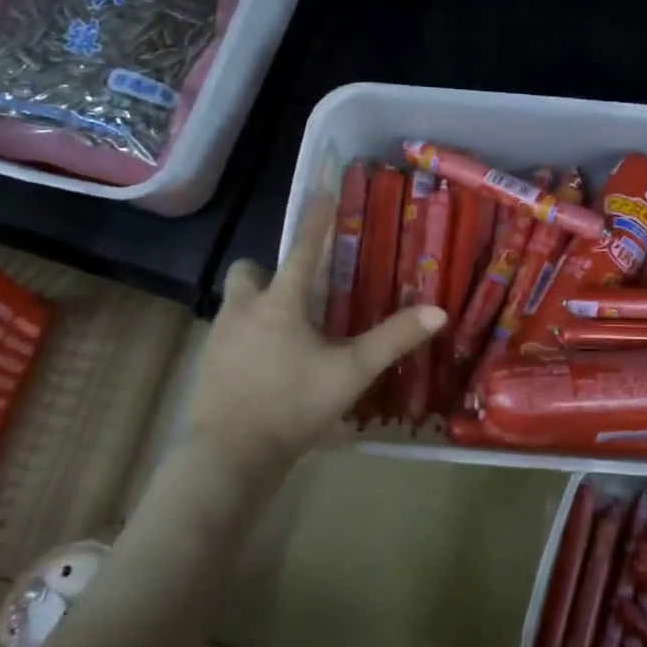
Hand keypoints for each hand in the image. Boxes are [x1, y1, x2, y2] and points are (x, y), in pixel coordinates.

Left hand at [188, 196, 444, 471]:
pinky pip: (229, 334)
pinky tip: (268, 364)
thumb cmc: (295, 404)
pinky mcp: (208, 364)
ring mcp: (219, 337)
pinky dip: (248, 337)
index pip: (301, 249)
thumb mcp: (352, 372)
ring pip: (236, 303)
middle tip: (297, 292)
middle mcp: (244, 309)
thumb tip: (438, 312)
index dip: (316, 221)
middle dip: (269, 271)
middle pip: (249, 271)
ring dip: (258, 305)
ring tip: (288, 332)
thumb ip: (393, 339)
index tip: (323, 192)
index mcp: (280, 303)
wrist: (232, 454)